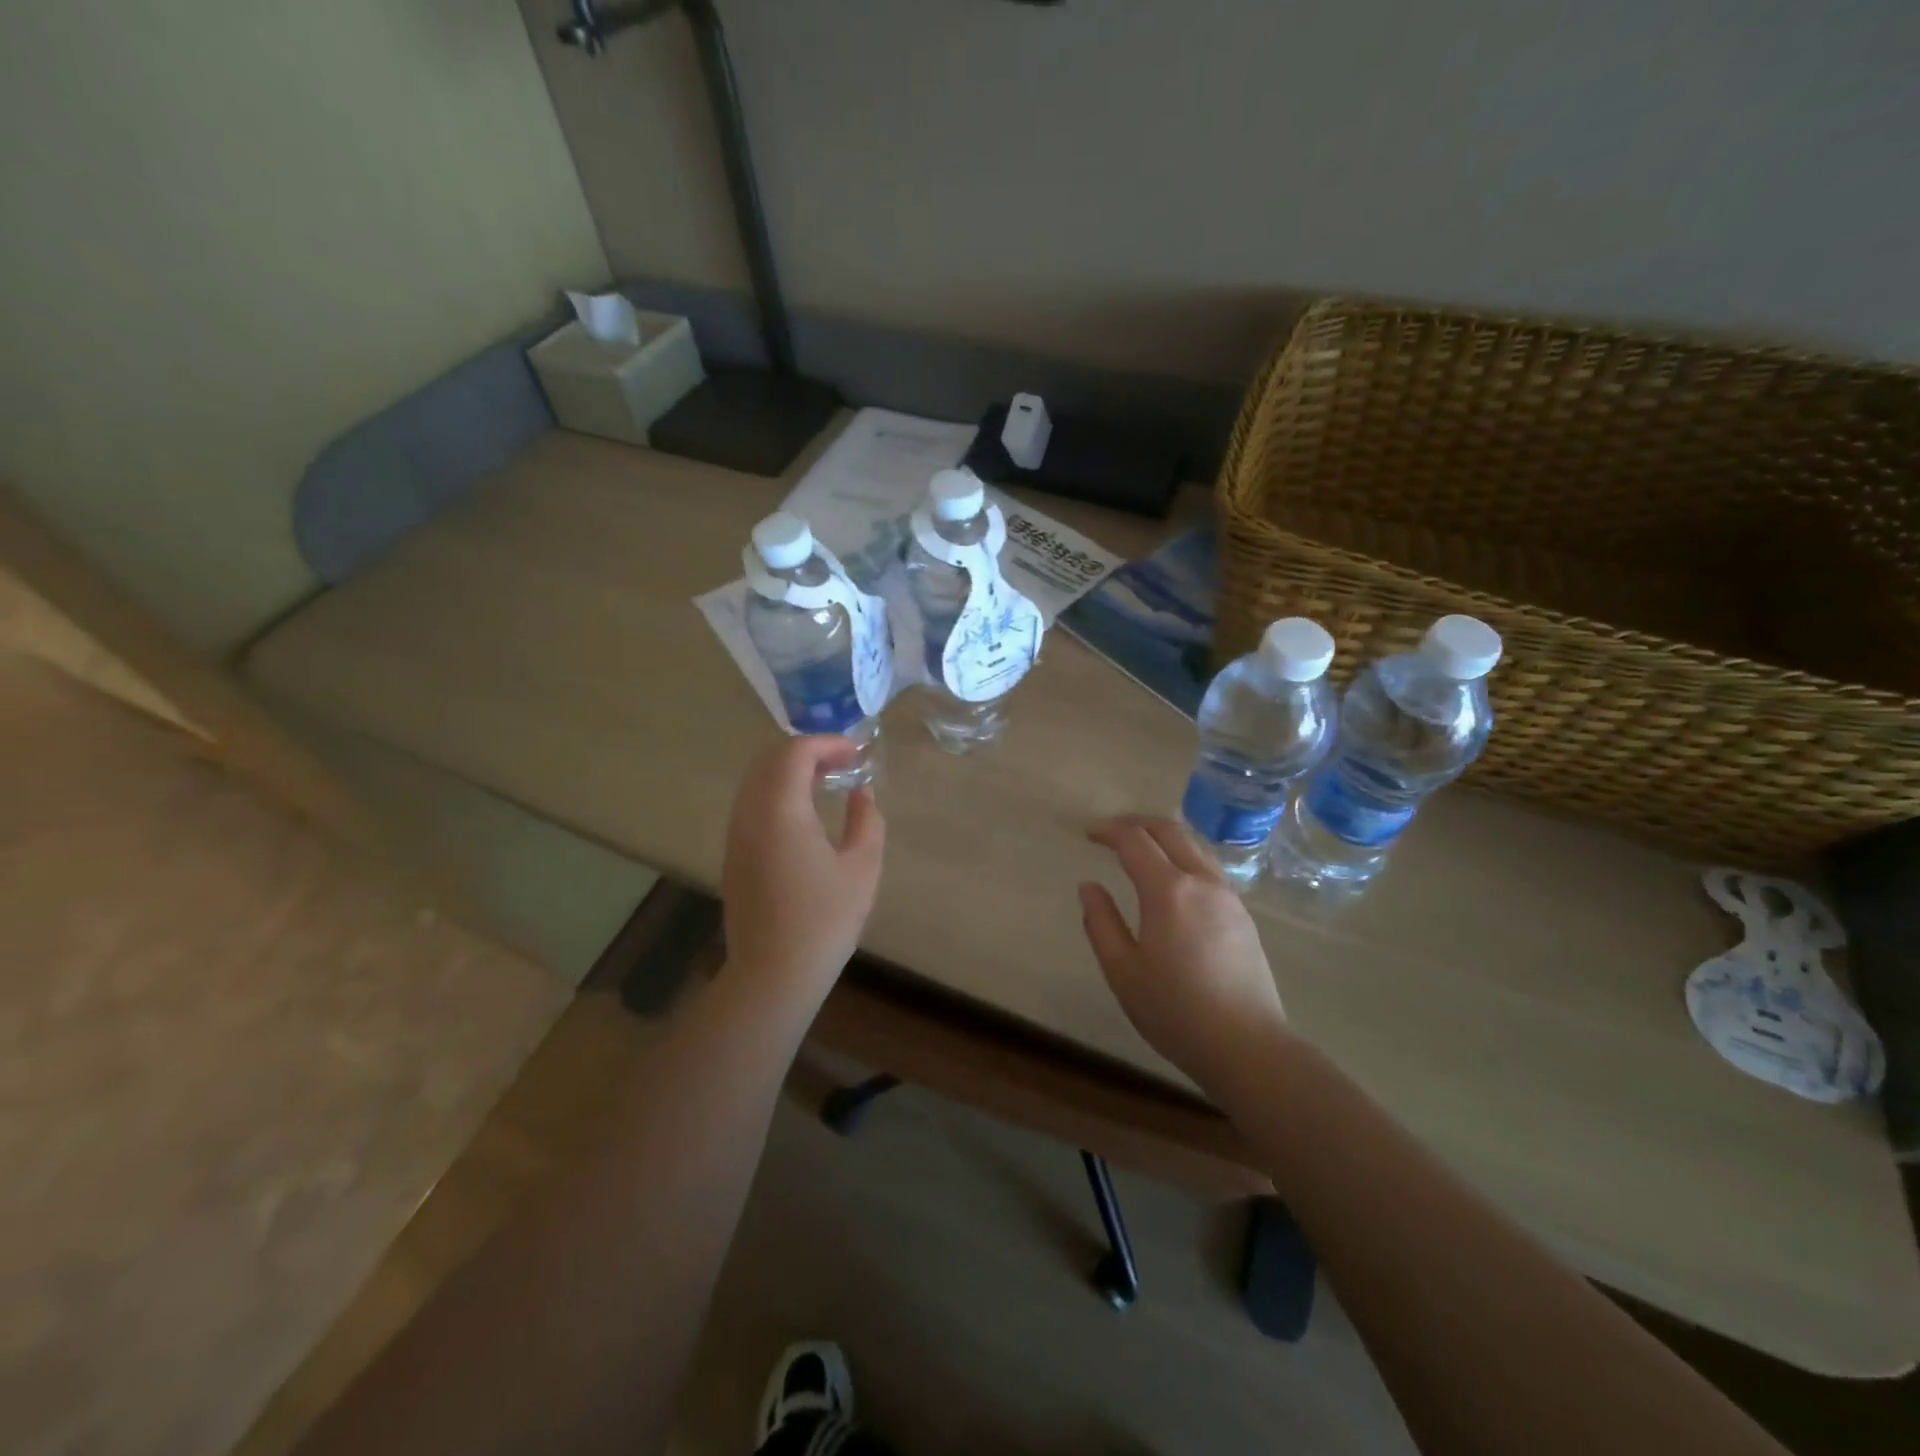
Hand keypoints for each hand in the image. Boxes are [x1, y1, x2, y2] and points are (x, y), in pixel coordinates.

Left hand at [720, 736, 884, 995]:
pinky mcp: (733, 855)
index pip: (795, 752)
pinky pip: (751, 804)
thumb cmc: (824, 920)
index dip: (828, 743)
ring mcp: (735, 835)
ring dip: (789, 771)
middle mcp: (749, 813)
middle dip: (807, 751)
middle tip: (842, 762)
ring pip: (756, 781)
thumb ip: (866, 820)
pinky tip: (803, 814)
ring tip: (825, 783)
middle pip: (769, 759)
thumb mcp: (862, 867)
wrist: (773, 974)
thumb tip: (861, 792)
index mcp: (780, 810)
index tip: (857, 753)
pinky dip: (776, 792)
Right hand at [1079, 816, 1289, 1087]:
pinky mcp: (1243, 914)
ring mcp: (1228, 896)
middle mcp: (1202, 881)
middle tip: (1111, 831)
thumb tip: (1089, 886)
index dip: (1108, 830)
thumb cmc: (1176, 1011)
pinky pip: (1209, 866)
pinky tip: (1173, 877)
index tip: (1089, 834)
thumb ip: (1101, 923)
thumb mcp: (1123, 971)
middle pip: (1170, 830)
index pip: (1135, 840)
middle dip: (1136, 823)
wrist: (1248, 1046)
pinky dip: (1184, 855)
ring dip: (1164, 835)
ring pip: (1195, 845)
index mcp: (1168, 891)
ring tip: (1141, 847)